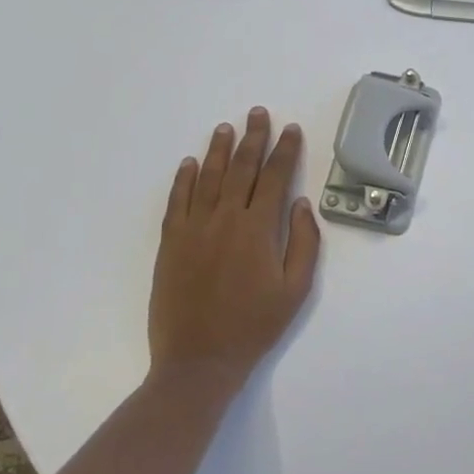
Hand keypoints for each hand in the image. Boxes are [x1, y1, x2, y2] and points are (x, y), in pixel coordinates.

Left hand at [148, 108, 320, 391]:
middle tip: (258, 114)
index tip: (291, 129)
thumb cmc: (254, 326)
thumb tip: (301, 204)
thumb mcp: (295, 290)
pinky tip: (189, 163)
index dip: (285, 150)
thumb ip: (303, 243)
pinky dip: (183, 179)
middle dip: (253, 138)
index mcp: (258, 229)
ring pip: (207, 178)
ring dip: (218, 150)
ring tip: (226, 128)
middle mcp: (225, 219)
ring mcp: (193, 229)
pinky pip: (177, 201)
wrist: (198, 360)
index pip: (275, 177)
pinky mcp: (171, 243)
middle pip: (241, 168)